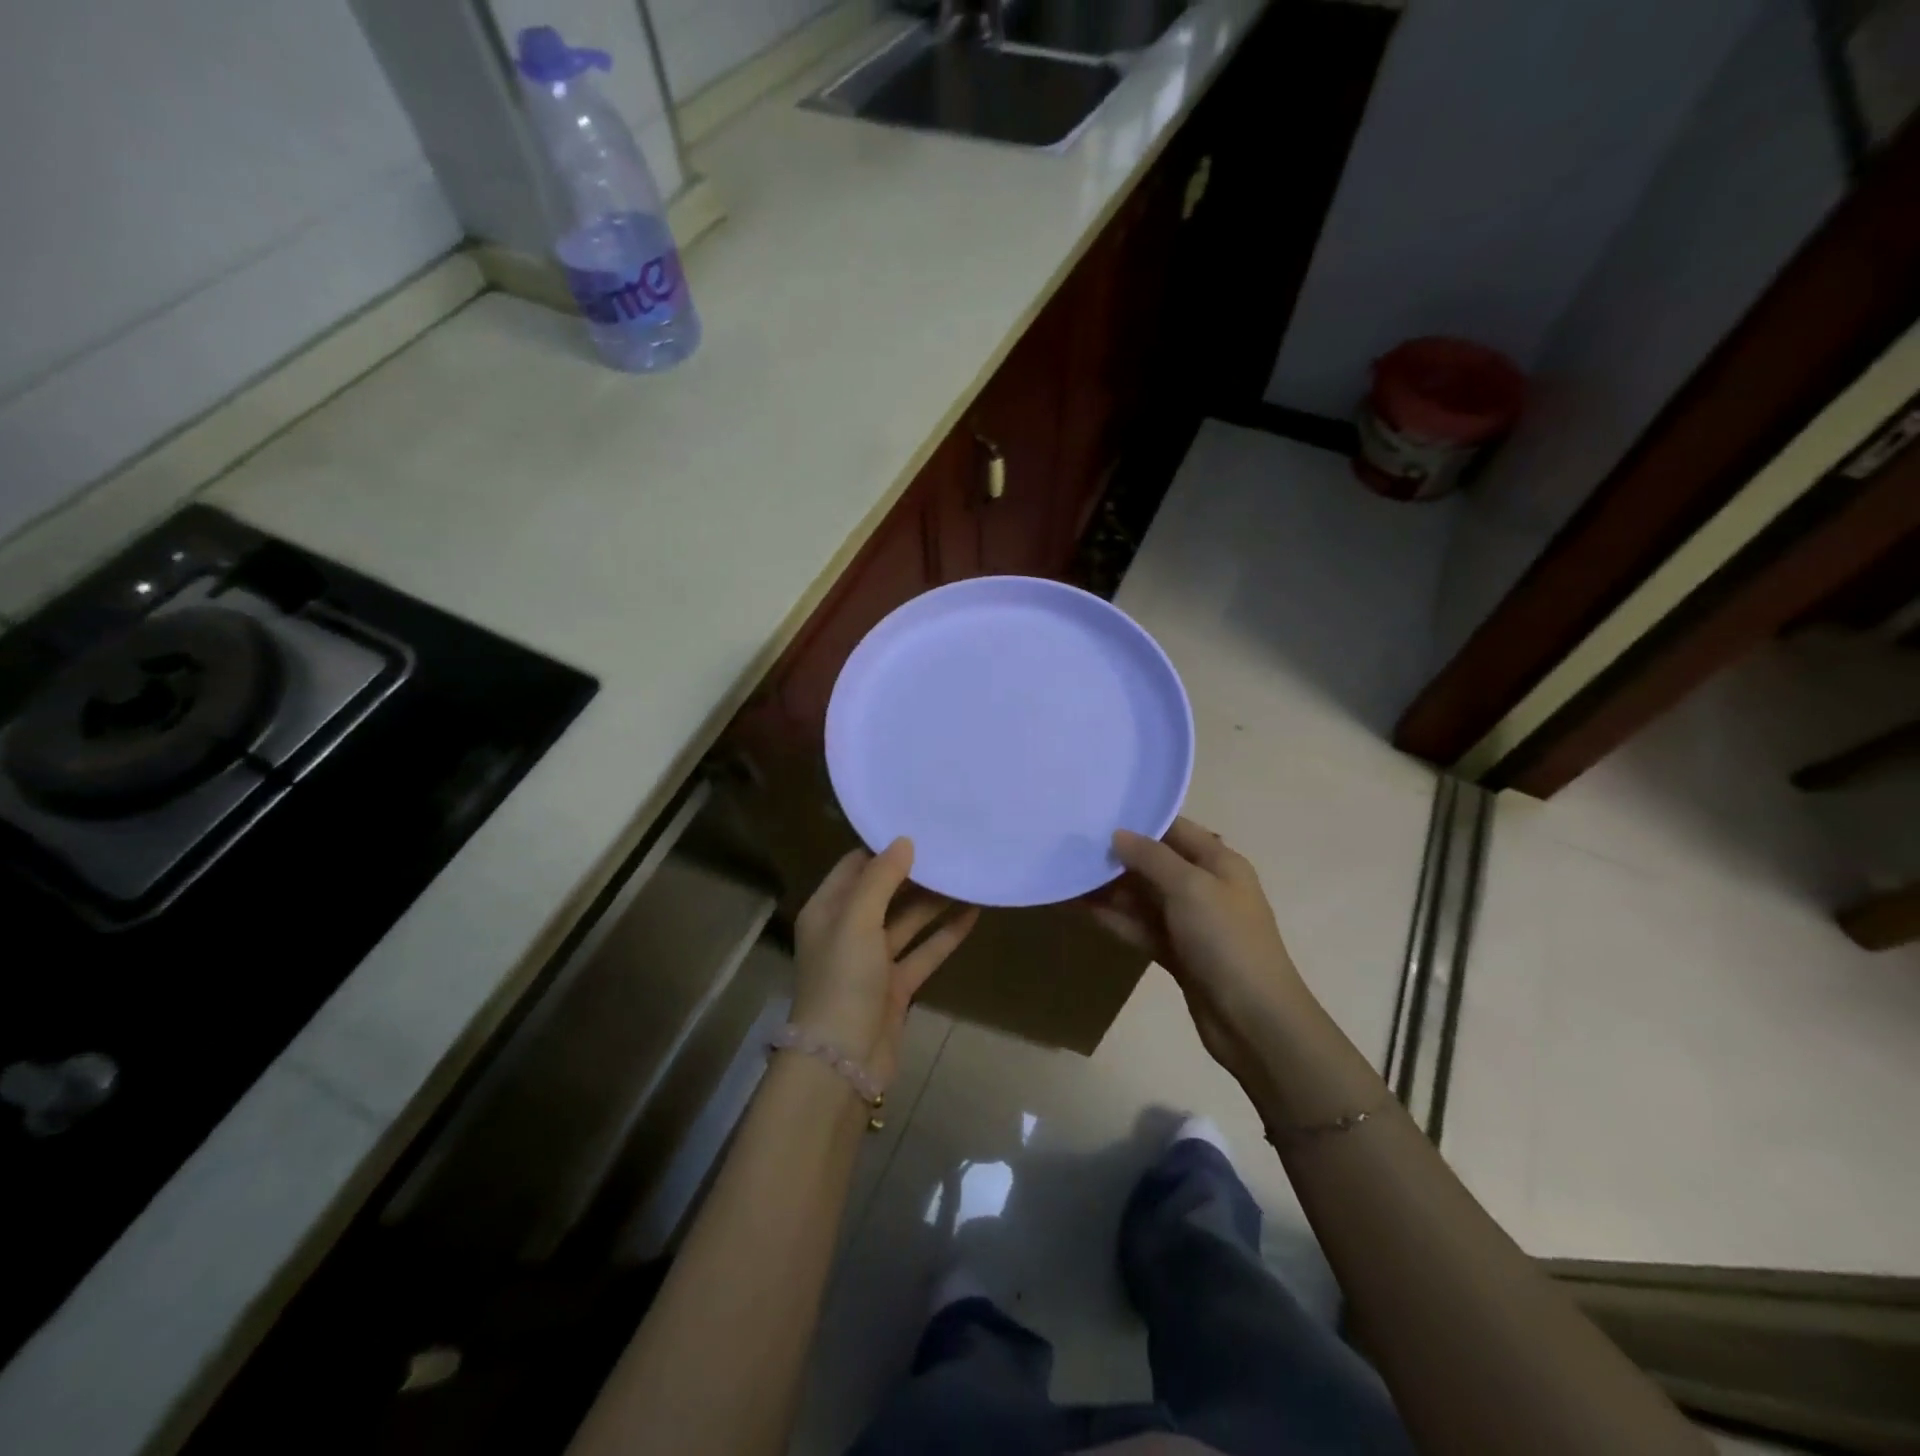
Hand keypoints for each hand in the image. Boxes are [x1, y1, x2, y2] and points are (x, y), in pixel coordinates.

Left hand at [791, 839, 978, 1089]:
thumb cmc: (842, 980)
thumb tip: (903, 841)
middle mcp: (847, 931)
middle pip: (884, 892)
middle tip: (950, 846)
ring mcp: (872, 960)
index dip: (884, 848)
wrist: (843, 1061)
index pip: (855, 866)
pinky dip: (946, 934)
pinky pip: (924, 951)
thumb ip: (880, 879)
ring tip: (967, 874)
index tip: (918, 827)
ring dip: (934, 901)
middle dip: (915, 872)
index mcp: (827, 910)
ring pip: (908, 921)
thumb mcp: (856, 920)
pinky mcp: (896, 986)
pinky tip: (973, 914)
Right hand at [1088, 816, 1306, 1092]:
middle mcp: (1204, 886)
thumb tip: (1117, 834)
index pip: (1175, 828)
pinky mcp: (1175, 952)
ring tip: (1067, 873)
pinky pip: (1139, 926)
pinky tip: (1080, 907)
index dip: (1140, 819)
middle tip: (1071, 843)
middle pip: (1154, 862)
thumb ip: (1152, 857)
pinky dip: (1114, 917)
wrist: (1253, 1020)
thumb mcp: (1190, 887)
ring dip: (1109, 888)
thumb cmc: (1226, 940)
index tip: (1097, 811)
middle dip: (1117, 854)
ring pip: (1142, 896)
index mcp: (1219, 862)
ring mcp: (1189, 922)